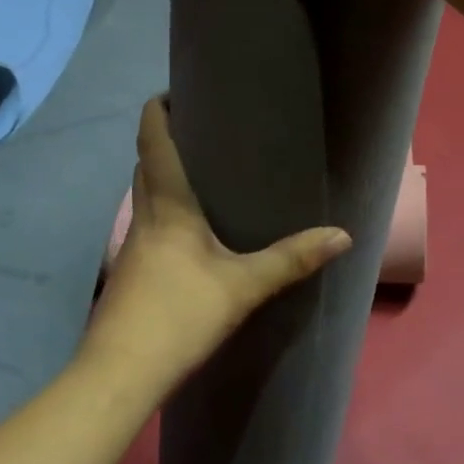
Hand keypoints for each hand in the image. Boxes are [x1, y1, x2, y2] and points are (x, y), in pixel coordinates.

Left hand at [84, 98, 349, 389]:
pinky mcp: (131, 272)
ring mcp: (132, 246)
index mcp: (167, 205)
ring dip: (161, 174)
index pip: (152, 141)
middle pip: (144, 163)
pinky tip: (189, 231)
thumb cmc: (180, 314)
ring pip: (144, 195)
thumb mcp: (243, 286)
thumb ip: (292, 260)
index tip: (173, 91)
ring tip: (199, 172)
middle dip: (163, 139)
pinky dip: (164, 210)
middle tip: (199, 128)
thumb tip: (342, 235)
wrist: (121, 372)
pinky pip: (147, 224)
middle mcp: (143, 217)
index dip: (157, 110)